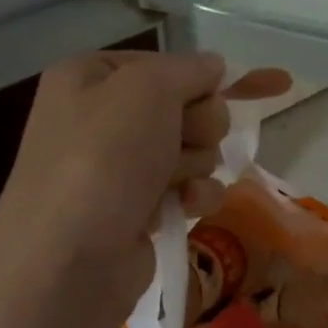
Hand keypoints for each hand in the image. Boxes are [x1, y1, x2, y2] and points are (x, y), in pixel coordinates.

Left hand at [0, 51, 289, 327]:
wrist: (67, 264)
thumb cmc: (104, 159)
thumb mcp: (148, 89)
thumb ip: (189, 68)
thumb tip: (214, 66)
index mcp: (90, 77)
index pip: (168, 64)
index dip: (208, 77)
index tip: (261, 84)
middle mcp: (100, 117)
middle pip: (185, 105)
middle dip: (198, 124)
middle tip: (184, 139)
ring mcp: (118, 167)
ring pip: (192, 147)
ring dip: (196, 162)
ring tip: (173, 181)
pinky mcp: (136, 209)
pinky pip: (186, 186)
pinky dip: (194, 194)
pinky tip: (186, 205)